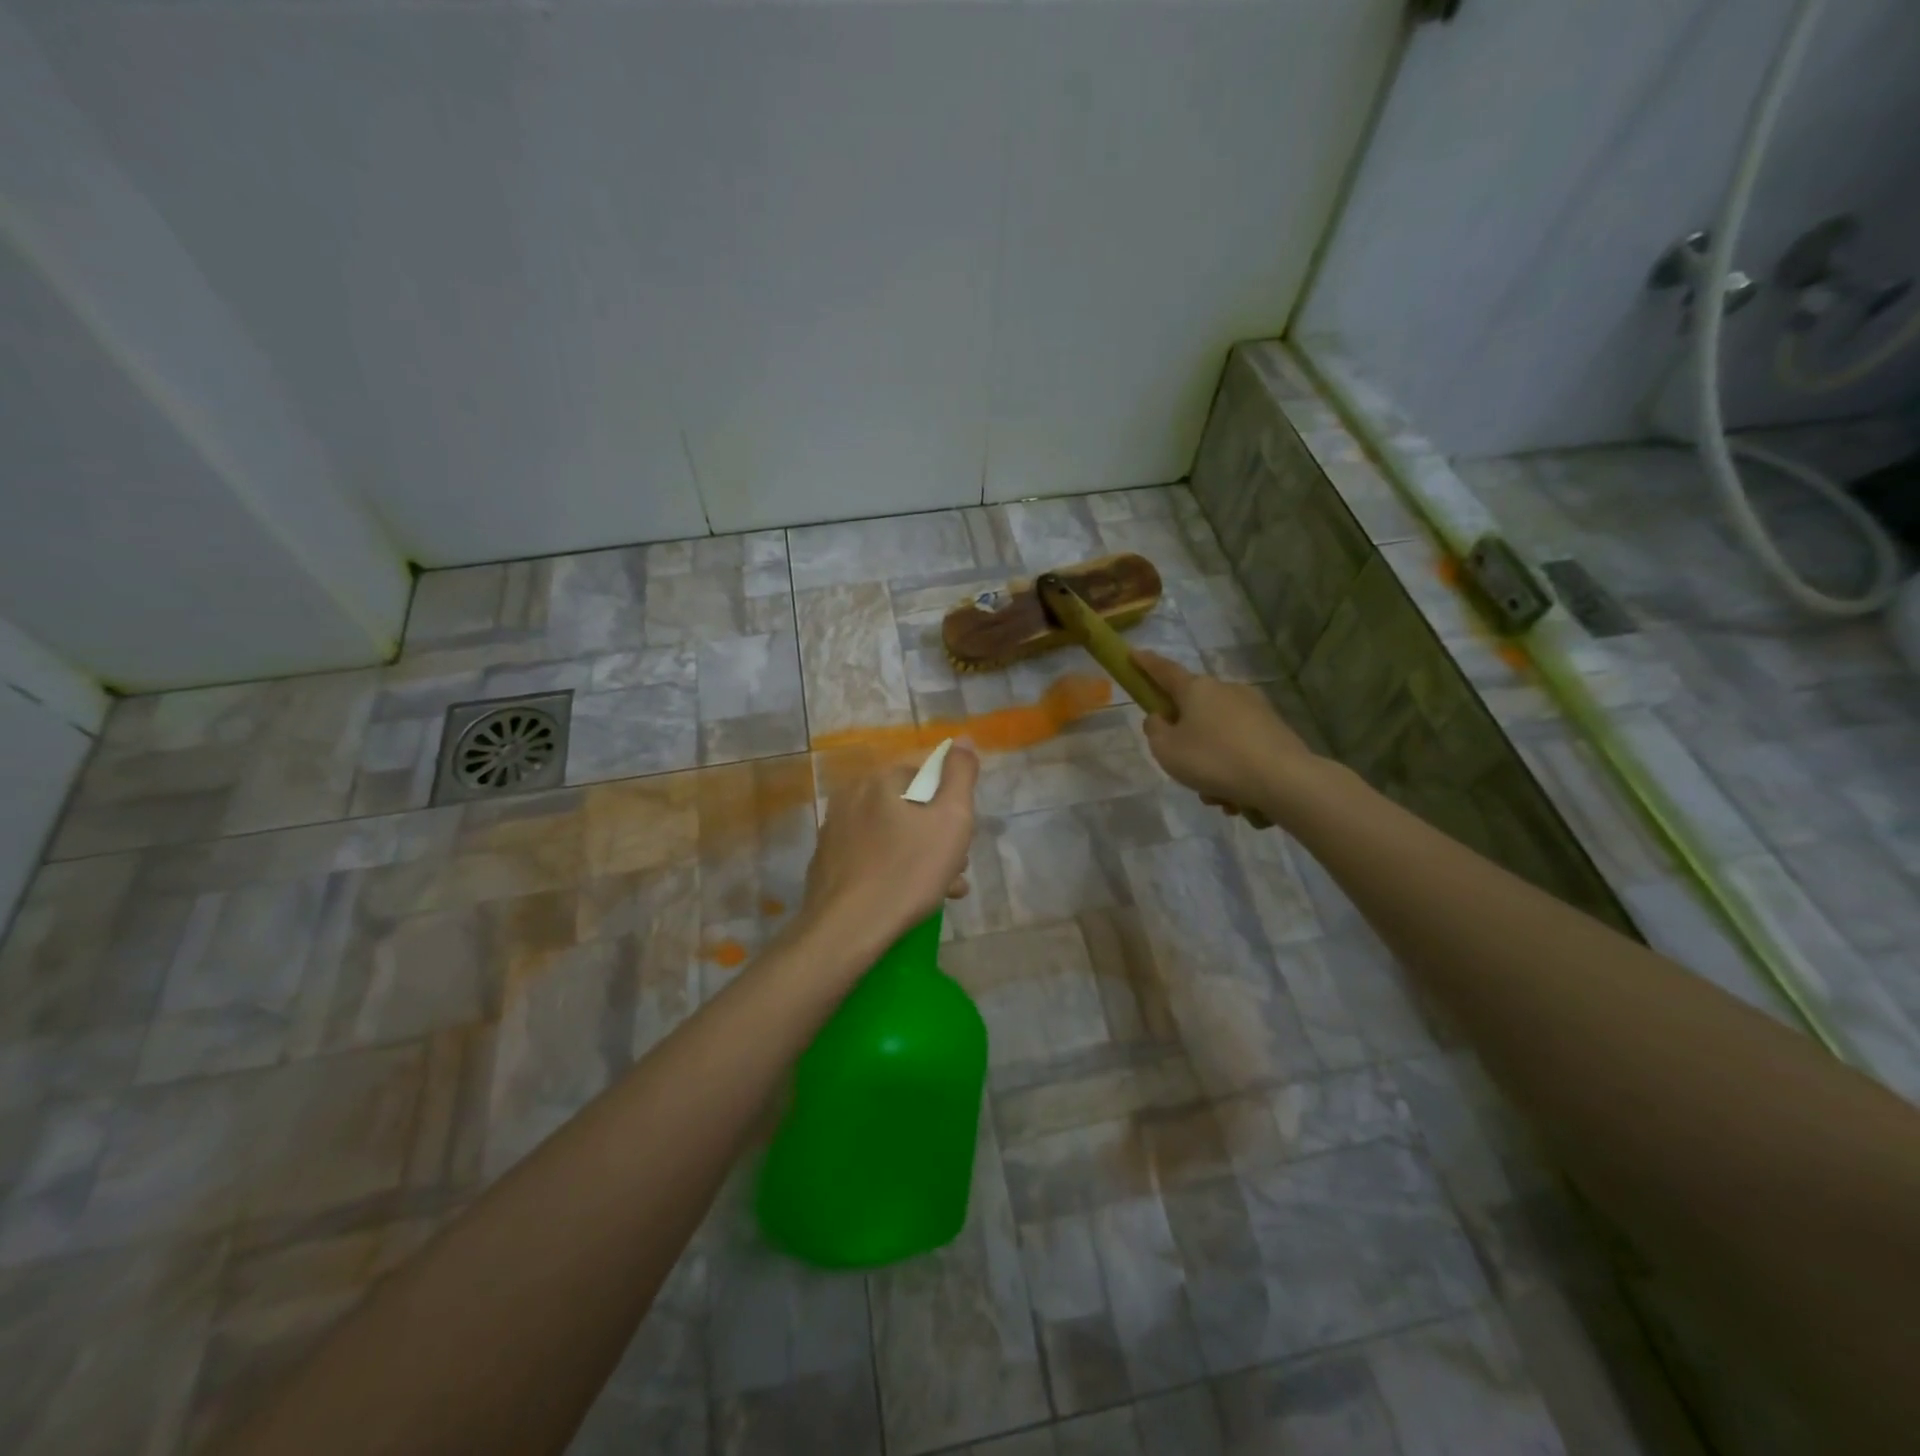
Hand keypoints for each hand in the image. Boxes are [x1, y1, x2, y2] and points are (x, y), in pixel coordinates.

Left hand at [798, 743, 978, 958]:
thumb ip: (961, 774)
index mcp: (879, 779)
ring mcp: (835, 830)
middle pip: (910, 806)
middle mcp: (851, 796)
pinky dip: (894, 868)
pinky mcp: (828, 862)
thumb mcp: (951, 819)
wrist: (847, 929)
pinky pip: (872, 855)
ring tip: (943, 889)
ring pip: (893, 833)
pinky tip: (911, 897)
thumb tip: (962, 739)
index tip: (962, 836)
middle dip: (938, 833)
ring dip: (922, 855)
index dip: (952, 803)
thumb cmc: (908, 871)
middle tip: (956, 867)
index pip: (927, 774)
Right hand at [1133, 651, 1316, 818]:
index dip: (1146, 664)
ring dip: (1211, 763)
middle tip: (1182, 767)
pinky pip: (1240, 749)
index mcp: (1197, 689)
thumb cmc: (1213, 759)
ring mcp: (1255, 708)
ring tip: (1215, 795)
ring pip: (1218, 736)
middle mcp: (1226, 690)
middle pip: (1194, 710)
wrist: (1282, 779)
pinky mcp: (1275, 730)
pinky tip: (1237, 798)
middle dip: (1186, 739)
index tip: (1133, 654)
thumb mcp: (1166, 750)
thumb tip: (1161, 718)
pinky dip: (1233, 770)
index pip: (1164, 670)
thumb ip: (1155, 730)